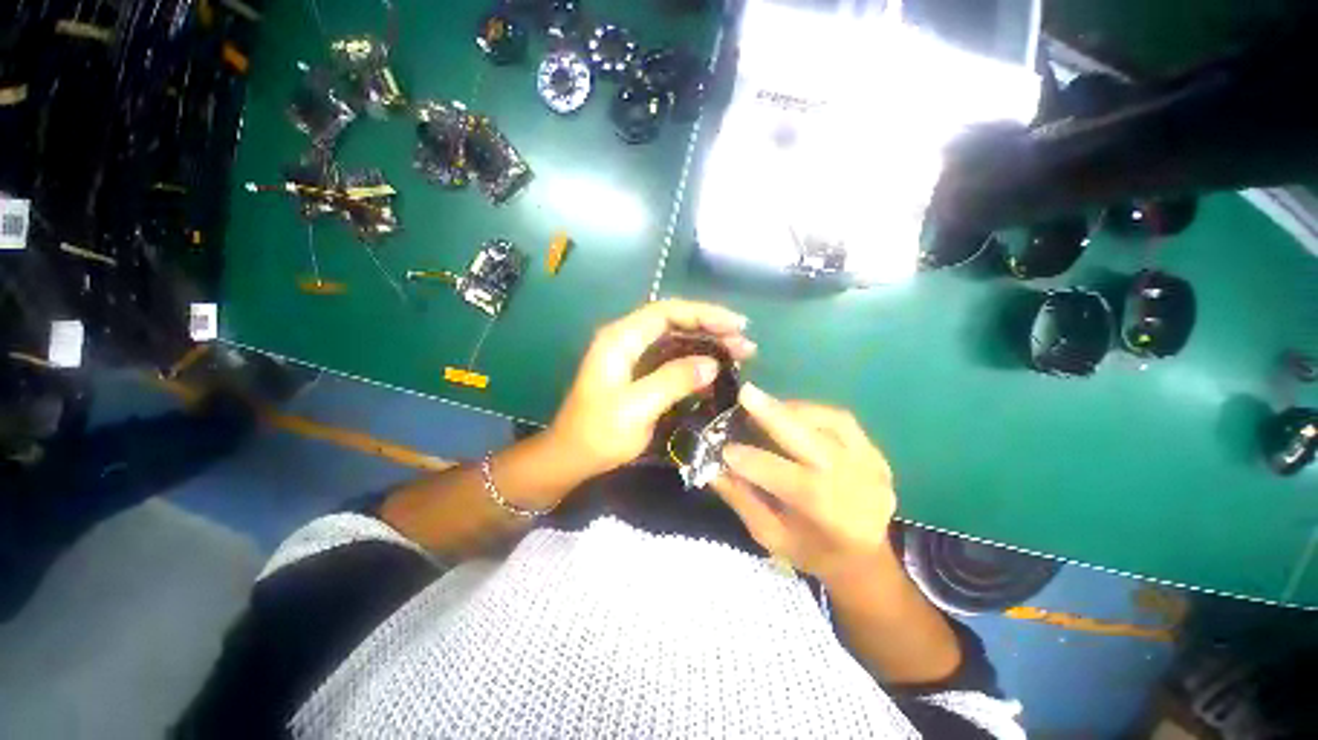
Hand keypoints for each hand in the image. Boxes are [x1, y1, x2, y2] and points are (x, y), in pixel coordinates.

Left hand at [550, 299, 755, 478]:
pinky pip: (672, 359)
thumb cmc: (598, 434)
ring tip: (740, 354)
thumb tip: (712, 364)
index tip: (735, 326)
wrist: (571, 458)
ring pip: (676, 340)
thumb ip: (673, 381)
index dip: (703, 314)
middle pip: (674, 323)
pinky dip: (696, 362)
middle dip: (711, 329)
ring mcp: (633, 357)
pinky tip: (716, 371)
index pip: (666, 312)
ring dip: (707, 344)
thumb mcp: (636, 408)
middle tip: (745, 344)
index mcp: (620, 339)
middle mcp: (626, 340)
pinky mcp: (640, 373)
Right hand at [712, 384, 895, 585]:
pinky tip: (790, 412)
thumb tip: (712, 468)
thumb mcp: (771, 537)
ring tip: (764, 405)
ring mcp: (872, 466)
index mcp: (831, 516)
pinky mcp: (876, 451)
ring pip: (831, 421)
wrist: (866, 559)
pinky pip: (841, 420)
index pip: (790, 481)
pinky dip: (811, 411)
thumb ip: (742, 500)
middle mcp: (857, 486)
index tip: (723, 449)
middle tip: (746, 393)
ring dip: (792, 409)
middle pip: (814, 443)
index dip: (754, 462)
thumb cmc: (812, 552)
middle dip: (775, 415)